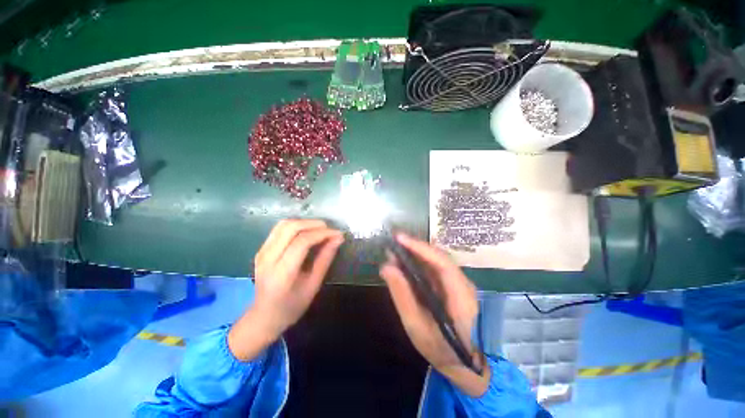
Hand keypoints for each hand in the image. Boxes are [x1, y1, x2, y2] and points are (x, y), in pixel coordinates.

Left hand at [229, 220, 343, 360]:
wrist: (264, 316)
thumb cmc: (292, 305)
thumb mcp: (314, 285)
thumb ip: (325, 259)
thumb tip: (338, 239)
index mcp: (282, 273)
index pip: (302, 242)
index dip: (322, 234)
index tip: (337, 234)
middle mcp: (268, 258)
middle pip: (291, 228)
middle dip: (314, 224)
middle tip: (329, 229)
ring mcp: (261, 252)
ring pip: (284, 224)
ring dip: (304, 222)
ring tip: (320, 229)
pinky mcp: (261, 249)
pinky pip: (279, 229)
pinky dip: (296, 225)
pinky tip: (306, 232)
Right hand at [380, 233, 490, 396]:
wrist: (466, 363)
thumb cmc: (442, 350)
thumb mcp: (417, 327)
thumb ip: (402, 296)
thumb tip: (386, 268)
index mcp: (460, 294)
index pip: (441, 262)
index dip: (420, 247)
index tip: (399, 238)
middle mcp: (463, 282)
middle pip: (438, 257)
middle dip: (414, 248)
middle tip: (392, 243)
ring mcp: (459, 283)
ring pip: (435, 261)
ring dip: (415, 254)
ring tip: (394, 252)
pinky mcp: (452, 285)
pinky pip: (434, 269)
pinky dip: (418, 263)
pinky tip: (404, 264)